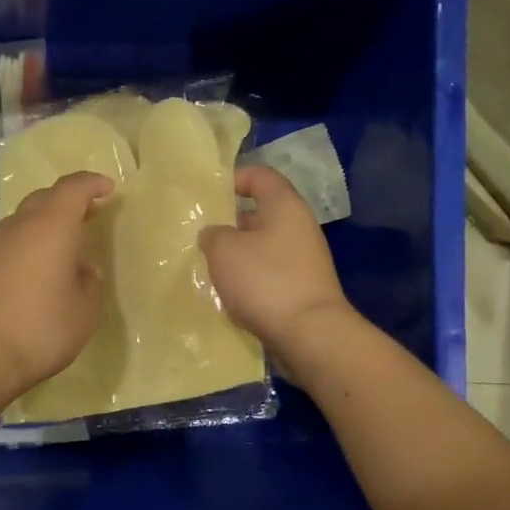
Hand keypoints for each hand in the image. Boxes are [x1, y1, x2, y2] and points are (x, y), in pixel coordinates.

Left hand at [0, 171, 114, 397]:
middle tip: (84, 217)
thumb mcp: (84, 312)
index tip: (107, 189)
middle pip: (41, 200)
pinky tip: (20, 283)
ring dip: (37, 231)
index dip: (91, 184)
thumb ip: (89, 283)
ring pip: (16, 226)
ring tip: (52, 256)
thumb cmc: (39, 329)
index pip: (72, 189)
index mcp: (50, 228)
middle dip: (65, 203)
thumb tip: (81, 269)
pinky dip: (15, 255)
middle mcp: (15, 228)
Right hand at [200, 165, 351, 351]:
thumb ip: (213, 234)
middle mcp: (299, 227)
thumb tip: (214, 235)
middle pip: (260, 214)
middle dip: (229, 223)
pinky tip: (228, 294)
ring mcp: (304, 260)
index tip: (209, 194)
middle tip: (200, 236)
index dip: (234, 178)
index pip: (260, 175)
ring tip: (208, 267)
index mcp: (284, 205)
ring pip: (262, 247)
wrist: (309, 334)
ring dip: (236, 256)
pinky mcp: (301, 288)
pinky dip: (249, 280)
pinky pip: (268, 274)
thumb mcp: (224, 249)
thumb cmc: (265, 280)